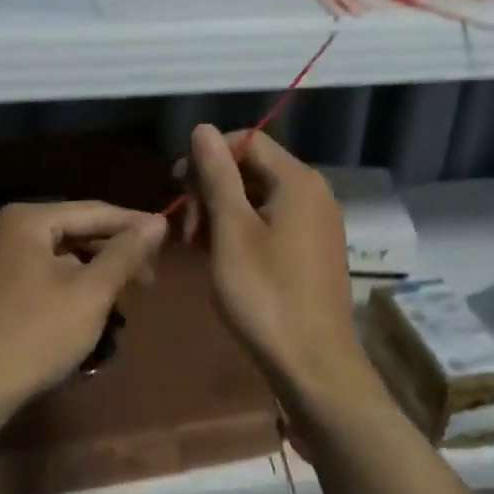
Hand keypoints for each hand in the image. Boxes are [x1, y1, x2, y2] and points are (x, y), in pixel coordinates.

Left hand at [0, 201, 166, 421]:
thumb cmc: (33, 335)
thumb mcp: (90, 293)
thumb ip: (125, 254)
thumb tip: (157, 221)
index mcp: (28, 219)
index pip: (95, 211)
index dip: (135, 224)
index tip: (168, 238)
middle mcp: (7, 230)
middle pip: (75, 232)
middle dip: (114, 254)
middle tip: (149, 280)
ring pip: (59, 257)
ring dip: (94, 273)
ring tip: (124, 298)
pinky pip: (41, 275)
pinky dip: (69, 287)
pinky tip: (87, 310)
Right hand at [175, 126, 382, 420]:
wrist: (314, 366)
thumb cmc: (266, 295)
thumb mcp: (231, 231)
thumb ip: (217, 175)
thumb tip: (203, 128)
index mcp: (297, 181)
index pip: (247, 141)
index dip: (207, 156)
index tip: (177, 185)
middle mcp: (313, 193)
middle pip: (252, 168)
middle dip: (211, 188)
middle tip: (184, 227)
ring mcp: (316, 224)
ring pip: (258, 198)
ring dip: (221, 212)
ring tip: (194, 246)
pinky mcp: (312, 251)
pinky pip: (270, 224)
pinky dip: (240, 232)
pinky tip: (218, 257)